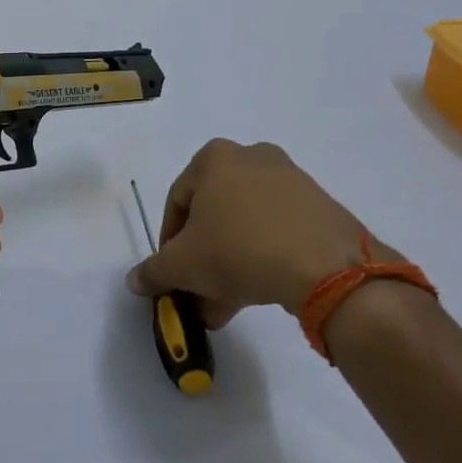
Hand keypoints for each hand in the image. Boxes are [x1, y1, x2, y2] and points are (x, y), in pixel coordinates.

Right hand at [125, 139, 381, 327]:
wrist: (326, 267)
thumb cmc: (238, 250)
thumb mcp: (182, 266)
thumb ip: (153, 271)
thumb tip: (135, 280)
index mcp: (214, 158)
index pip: (176, 203)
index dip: (169, 244)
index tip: (172, 274)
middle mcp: (251, 157)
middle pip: (213, 214)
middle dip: (202, 258)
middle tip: (198, 292)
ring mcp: (290, 179)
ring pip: (245, 225)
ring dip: (230, 263)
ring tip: (227, 305)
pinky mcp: (319, 204)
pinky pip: (277, 230)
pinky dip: (262, 257)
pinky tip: (259, 292)